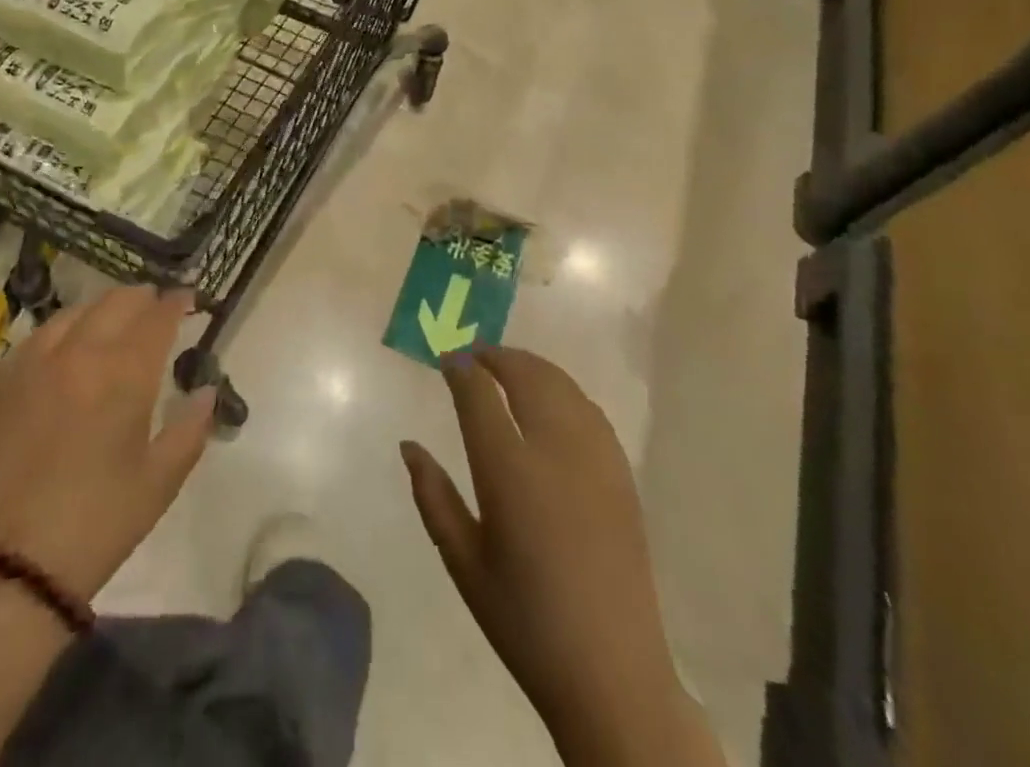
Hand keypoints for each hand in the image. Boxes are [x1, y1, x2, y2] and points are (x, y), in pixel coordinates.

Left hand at [0, 287, 216, 603]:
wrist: (5, 568)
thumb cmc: (97, 524)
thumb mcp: (160, 481)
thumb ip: (190, 428)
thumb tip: (207, 392)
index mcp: (124, 372)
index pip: (157, 316)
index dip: (176, 302)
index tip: (187, 299)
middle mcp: (78, 352)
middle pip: (115, 302)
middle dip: (142, 299)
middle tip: (154, 309)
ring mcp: (32, 364)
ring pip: (73, 313)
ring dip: (100, 310)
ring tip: (110, 324)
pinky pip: (35, 340)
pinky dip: (60, 334)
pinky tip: (62, 352)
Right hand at [402, 348, 720, 766]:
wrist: (612, 673)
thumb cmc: (524, 620)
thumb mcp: (463, 562)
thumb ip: (433, 496)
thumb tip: (409, 446)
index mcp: (509, 471)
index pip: (479, 394)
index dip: (460, 368)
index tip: (446, 359)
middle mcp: (554, 450)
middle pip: (525, 375)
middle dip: (496, 356)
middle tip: (474, 355)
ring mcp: (594, 458)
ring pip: (561, 384)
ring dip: (530, 366)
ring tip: (507, 367)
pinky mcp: (620, 473)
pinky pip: (588, 409)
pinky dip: (562, 389)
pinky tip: (551, 400)